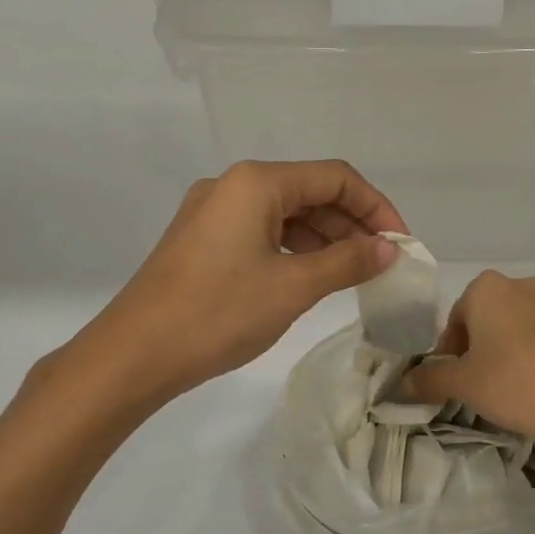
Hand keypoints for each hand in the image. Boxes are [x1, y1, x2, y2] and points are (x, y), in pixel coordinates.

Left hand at [71, 160, 406, 402]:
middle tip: (382, 264)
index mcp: (256, 183)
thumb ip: (347, 262)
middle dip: (352, 225)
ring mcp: (214, 212)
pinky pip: (263, 233)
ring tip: (355, 275)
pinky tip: (313, 277)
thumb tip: (389, 248)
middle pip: (311, 192)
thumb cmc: (217, 314)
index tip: (400, 244)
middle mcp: (233, 186)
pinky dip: (296, 250)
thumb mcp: (292, 287)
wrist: (134, 355)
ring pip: (287, 214)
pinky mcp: (203, 240)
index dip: (376, 207)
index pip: (335, 178)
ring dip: (326, 240)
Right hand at [405, 271, 534, 448]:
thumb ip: (429, 379)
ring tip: (515, 388)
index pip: (457, 316)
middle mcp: (527, 286)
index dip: (451, 349)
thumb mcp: (461, 384)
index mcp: (489, 289)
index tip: (454, 377)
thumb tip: (405, 382)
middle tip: (481, 382)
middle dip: (484, 344)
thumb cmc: (512, 382)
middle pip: (493, 316)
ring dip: (516, 349)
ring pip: (527, 326)